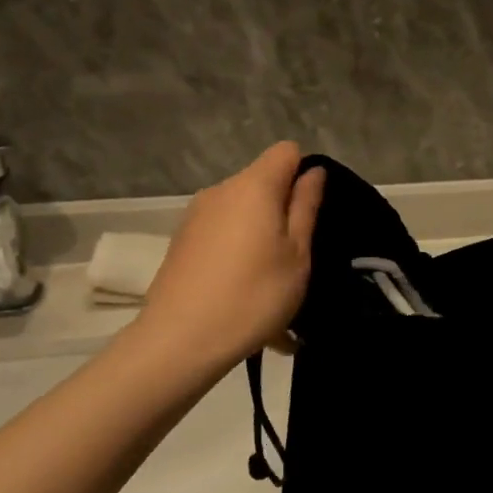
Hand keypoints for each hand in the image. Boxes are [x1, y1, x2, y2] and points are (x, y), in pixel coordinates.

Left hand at [138, 143, 324, 367]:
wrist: (179, 341)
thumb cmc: (253, 295)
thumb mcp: (296, 255)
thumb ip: (306, 207)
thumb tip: (313, 172)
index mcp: (253, 186)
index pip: (286, 151)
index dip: (304, 173)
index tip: (310, 213)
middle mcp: (221, 191)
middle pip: (262, 183)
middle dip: (282, 210)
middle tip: (296, 258)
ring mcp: (196, 216)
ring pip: (242, 213)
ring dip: (260, 237)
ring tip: (271, 287)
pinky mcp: (181, 241)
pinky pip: (222, 236)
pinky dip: (238, 255)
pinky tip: (245, 296)